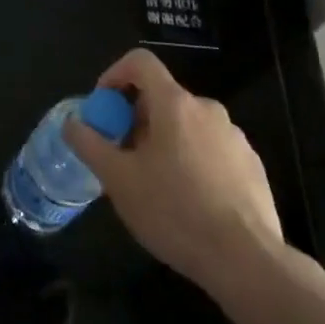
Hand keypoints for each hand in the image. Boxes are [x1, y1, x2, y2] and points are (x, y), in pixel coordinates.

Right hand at [62, 50, 281, 291]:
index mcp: (175, 104)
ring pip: (187, 126)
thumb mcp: (118, 180)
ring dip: (165, 142)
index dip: (115, 74)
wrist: (247, 261)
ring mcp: (235, 137)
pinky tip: (189, 202)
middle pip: (162, 97)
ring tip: (155, 184)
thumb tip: (72, 123)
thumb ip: (89, 144)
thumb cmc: (175, 212)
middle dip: (136, 119)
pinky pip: (211, 149)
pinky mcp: (252, 165)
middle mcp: (208, 109)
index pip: (140, 62)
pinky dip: (192, 161)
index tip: (104, 108)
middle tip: (123, 156)